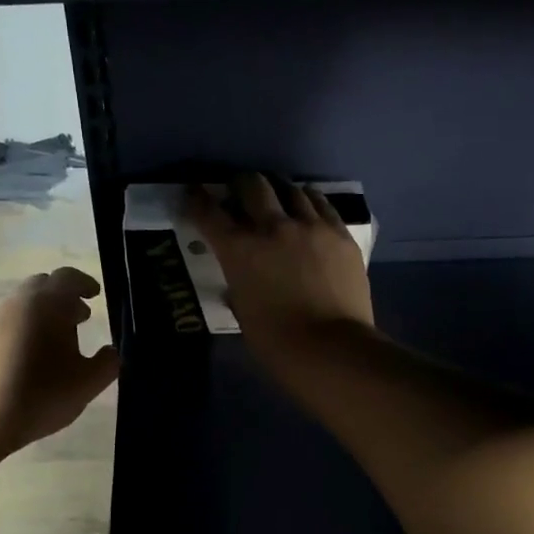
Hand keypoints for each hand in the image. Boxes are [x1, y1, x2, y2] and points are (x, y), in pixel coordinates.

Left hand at [0, 267, 119, 454]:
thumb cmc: (42, 393)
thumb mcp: (88, 383)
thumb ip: (107, 363)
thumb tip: (110, 352)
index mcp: (48, 303)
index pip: (68, 277)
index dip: (85, 283)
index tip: (95, 295)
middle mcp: (18, 303)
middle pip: (41, 286)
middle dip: (62, 297)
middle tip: (79, 318)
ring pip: (21, 307)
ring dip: (40, 316)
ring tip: (54, 343)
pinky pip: (4, 328)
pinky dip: (21, 334)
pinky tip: (27, 362)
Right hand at [190, 175, 376, 370]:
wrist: (331, 349)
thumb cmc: (277, 343)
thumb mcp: (243, 312)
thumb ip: (239, 286)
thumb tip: (240, 281)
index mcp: (239, 250)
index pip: (209, 213)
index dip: (197, 199)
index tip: (194, 192)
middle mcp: (272, 227)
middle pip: (252, 185)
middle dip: (241, 184)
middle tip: (241, 192)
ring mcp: (310, 227)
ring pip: (291, 189)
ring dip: (279, 190)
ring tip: (280, 197)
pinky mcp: (340, 234)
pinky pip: (323, 205)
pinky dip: (310, 201)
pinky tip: (309, 206)